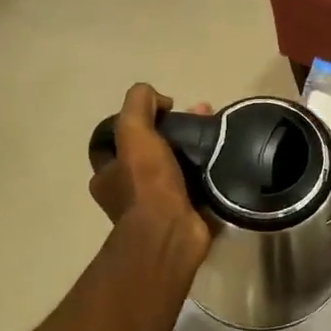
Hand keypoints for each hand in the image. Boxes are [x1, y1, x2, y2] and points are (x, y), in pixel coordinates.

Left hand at [89, 84, 213, 258]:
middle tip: (197, 115)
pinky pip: (195, 184)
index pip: (117, 139)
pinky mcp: (184, 213)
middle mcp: (127, 192)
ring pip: (175, 165)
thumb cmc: (147, 183)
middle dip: (172, 130)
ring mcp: (157, 205)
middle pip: (150, 150)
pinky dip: (207, 170)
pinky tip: (223, 155)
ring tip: (215, 131)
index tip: (161, 110)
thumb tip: (158, 98)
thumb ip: (138, 104)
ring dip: (193, 147)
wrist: (173, 232)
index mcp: (107, 176)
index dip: (136, 120)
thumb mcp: (133, 132)